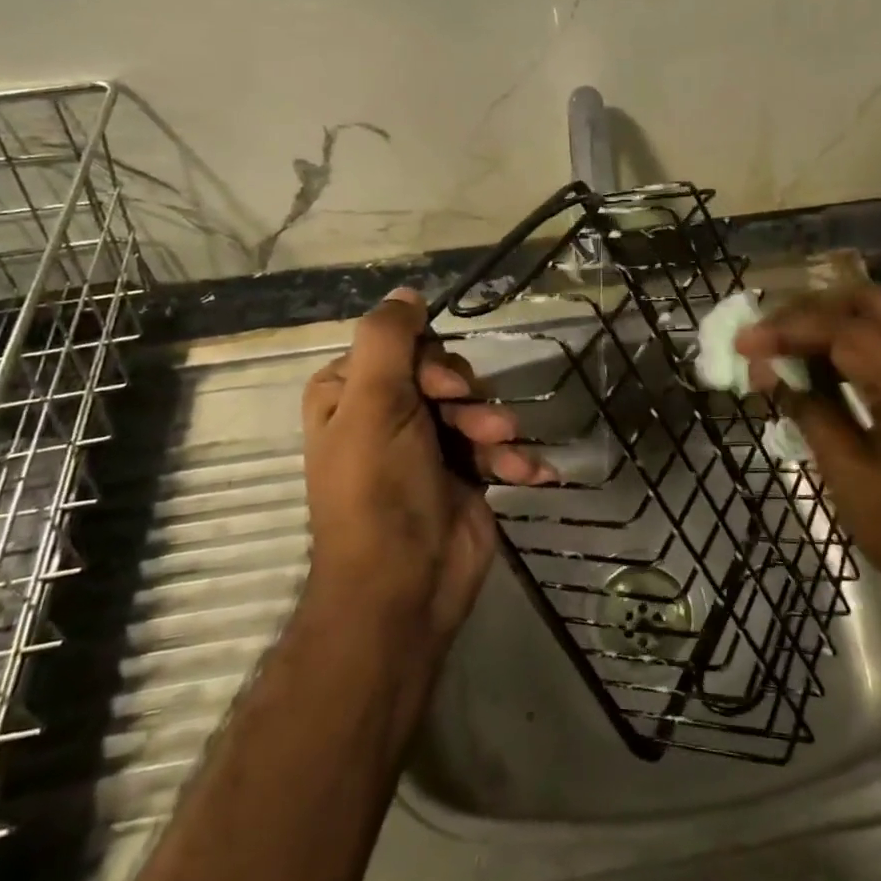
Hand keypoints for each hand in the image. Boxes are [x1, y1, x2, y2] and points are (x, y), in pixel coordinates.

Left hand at [303, 287, 547, 644]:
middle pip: (444, 373)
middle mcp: (387, 414)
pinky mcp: (463, 474)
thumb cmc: (380, 489)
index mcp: (351, 393)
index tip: (444, 388)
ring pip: (475, 406)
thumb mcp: (374, 402)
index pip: (402, 345)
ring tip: (499, 449)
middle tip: (471, 421)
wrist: (405, 587)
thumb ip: (388, 338)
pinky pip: (494, 445)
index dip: (431, 361)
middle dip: (467, 397)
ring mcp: (427, 446)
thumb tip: (408, 293)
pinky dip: (512, 457)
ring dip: (493, 426)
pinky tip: (528, 473)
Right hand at [736, 284, 880, 619]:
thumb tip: (768, 371)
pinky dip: (853, 346)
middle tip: (766, 333)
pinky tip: (819, 364)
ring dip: (830, 324)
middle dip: (811, 311)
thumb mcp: (848, 473)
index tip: (743, 342)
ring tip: (782, 343)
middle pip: (871, 305)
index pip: (847, 330)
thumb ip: (809, 409)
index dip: (788, 330)